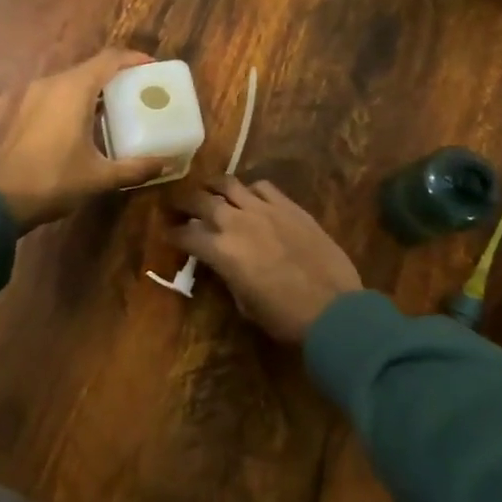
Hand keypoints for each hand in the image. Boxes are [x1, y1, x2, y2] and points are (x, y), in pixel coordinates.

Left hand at [0, 49, 169, 229]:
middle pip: (92, 67)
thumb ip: (135, 168)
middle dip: (119, 74)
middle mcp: (53, 84)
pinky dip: (79, 98)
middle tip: (142, 90)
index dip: (134, 59)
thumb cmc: (53, 181)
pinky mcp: (26, 110)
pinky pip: (59, 93)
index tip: (154, 68)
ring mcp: (35, 95)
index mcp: (73, 89)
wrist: (0, 200)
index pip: (110, 59)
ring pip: (73, 80)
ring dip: (98, 87)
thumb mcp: (99, 177)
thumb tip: (164, 163)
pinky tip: (91, 121)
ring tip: (122, 106)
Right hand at [169, 176, 362, 341]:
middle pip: (200, 200)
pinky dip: (250, 190)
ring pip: (229, 183)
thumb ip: (228, 276)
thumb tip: (223, 265)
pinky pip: (262, 186)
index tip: (167, 232)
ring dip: (213, 185)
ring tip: (208, 188)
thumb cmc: (285, 317)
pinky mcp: (289, 206)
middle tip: (176, 203)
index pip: (186, 234)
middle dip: (183, 201)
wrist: (334, 309)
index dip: (173, 233)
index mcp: (221, 251)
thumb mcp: (245, 304)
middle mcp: (236, 222)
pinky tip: (250, 197)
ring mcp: (264, 209)